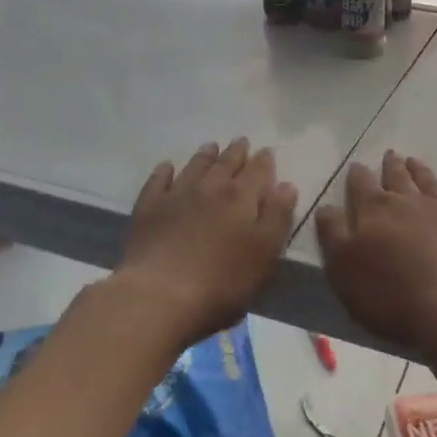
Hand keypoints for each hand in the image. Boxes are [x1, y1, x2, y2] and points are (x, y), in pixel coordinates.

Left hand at [115, 138, 297, 345]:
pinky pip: (158, 180)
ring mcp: (177, 194)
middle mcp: (211, 187)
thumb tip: (286, 185)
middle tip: (241, 141)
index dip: (264, 161)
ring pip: (195, 166)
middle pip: (226, 163)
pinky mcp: (149, 207)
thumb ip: (278, 217)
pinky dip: (164, 171)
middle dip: (237, 152)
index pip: (258, 171)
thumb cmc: (222, 281)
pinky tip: (167, 167)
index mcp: (241, 197)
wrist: (160, 294)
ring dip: (205, 155)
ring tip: (212, 146)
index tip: (267, 151)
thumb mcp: (265, 254)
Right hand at [314, 149, 436, 359]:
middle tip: (390, 154)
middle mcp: (409, 201)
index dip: (357, 175)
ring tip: (414, 161)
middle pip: (397, 177)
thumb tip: (326, 207)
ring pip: (429, 182)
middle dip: (391, 166)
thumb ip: (333, 235)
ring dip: (420, 171)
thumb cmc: (390, 294)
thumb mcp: (343, 269)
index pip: (361, 185)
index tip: (356, 165)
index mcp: (375, 211)